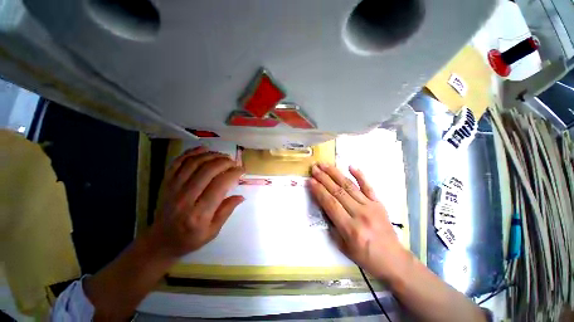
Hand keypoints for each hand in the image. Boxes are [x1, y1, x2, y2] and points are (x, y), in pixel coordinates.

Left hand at [149, 146, 244, 257]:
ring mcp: (173, 188)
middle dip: (225, 162)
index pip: (220, 185)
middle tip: (234, 162)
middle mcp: (185, 198)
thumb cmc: (190, 238)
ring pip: (193, 163)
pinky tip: (203, 149)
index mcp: (199, 213)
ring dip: (211, 155)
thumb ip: (227, 211)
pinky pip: (177, 162)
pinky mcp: (166, 183)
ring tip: (223, 155)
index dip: (234, 173)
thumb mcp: (213, 231)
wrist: (161, 241)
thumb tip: (241, 196)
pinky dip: (191, 153)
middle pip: (207, 170)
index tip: (242, 170)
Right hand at [309, 163, 410, 280]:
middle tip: (314, 168)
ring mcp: (371, 206)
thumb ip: (331, 224)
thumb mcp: (342, 246)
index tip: (310, 180)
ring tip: (325, 165)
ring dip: (335, 173)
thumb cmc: (365, 256)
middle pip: (338, 191)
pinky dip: (360, 175)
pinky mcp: (379, 203)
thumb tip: (323, 204)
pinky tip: (351, 166)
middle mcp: (360, 214)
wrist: (393, 259)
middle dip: (324, 178)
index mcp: (350, 228)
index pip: (330, 203)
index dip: (319, 190)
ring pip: (349, 186)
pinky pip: (368, 186)